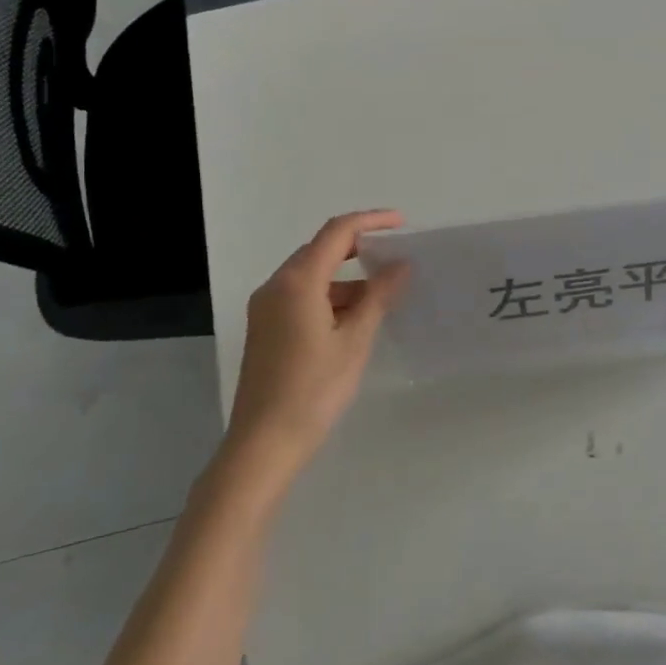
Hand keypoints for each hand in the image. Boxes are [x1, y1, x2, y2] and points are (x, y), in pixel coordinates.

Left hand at [226, 210, 407, 472]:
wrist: (264, 443)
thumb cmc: (314, 389)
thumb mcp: (354, 340)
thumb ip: (378, 296)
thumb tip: (400, 265)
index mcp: (297, 282)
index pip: (337, 233)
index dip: (370, 221)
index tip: (402, 224)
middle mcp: (276, 286)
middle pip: (320, 250)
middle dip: (358, 248)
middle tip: (394, 257)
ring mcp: (265, 308)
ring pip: (310, 276)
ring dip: (345, 278)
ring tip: (382, 296)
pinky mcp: (264, 328)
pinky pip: (300, 296)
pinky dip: (329, 297)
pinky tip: (353, 319)